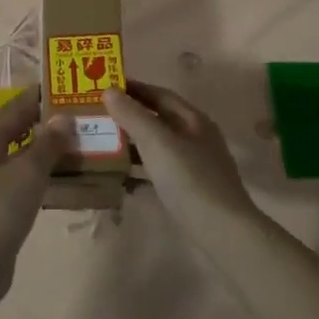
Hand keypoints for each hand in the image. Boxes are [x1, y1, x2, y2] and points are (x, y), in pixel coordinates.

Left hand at [0, 87, 72, 304]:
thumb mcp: (26, 172)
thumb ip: (47, 144)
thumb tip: (64, 117)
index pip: (14, 109)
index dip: (37, 97)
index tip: (66, 87)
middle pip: (21, 134)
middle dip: (49, 124)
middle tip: (83, 116)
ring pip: (28, 161)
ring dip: (53, 153)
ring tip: (86, 145)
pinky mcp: (4, 212)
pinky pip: (31, 186)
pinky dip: (51, 180)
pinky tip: (74, 182)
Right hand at [103, 81, 255, 219]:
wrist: (222, 232)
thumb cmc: (189, 179)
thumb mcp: (157, 142)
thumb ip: (132, 115)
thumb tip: (109, 90)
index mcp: (192, 120)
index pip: (159, 94)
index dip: (132, 89)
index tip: (103, 87)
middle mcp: (195, 138)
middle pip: (158, 119)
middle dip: (128, 116)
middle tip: (96, 116)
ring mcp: (193, 166)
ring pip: (157, 147)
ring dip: (131, 144)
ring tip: (101, 145)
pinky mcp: (188, 190)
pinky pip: (158, 172)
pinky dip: (138, 171)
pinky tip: (119, 178)